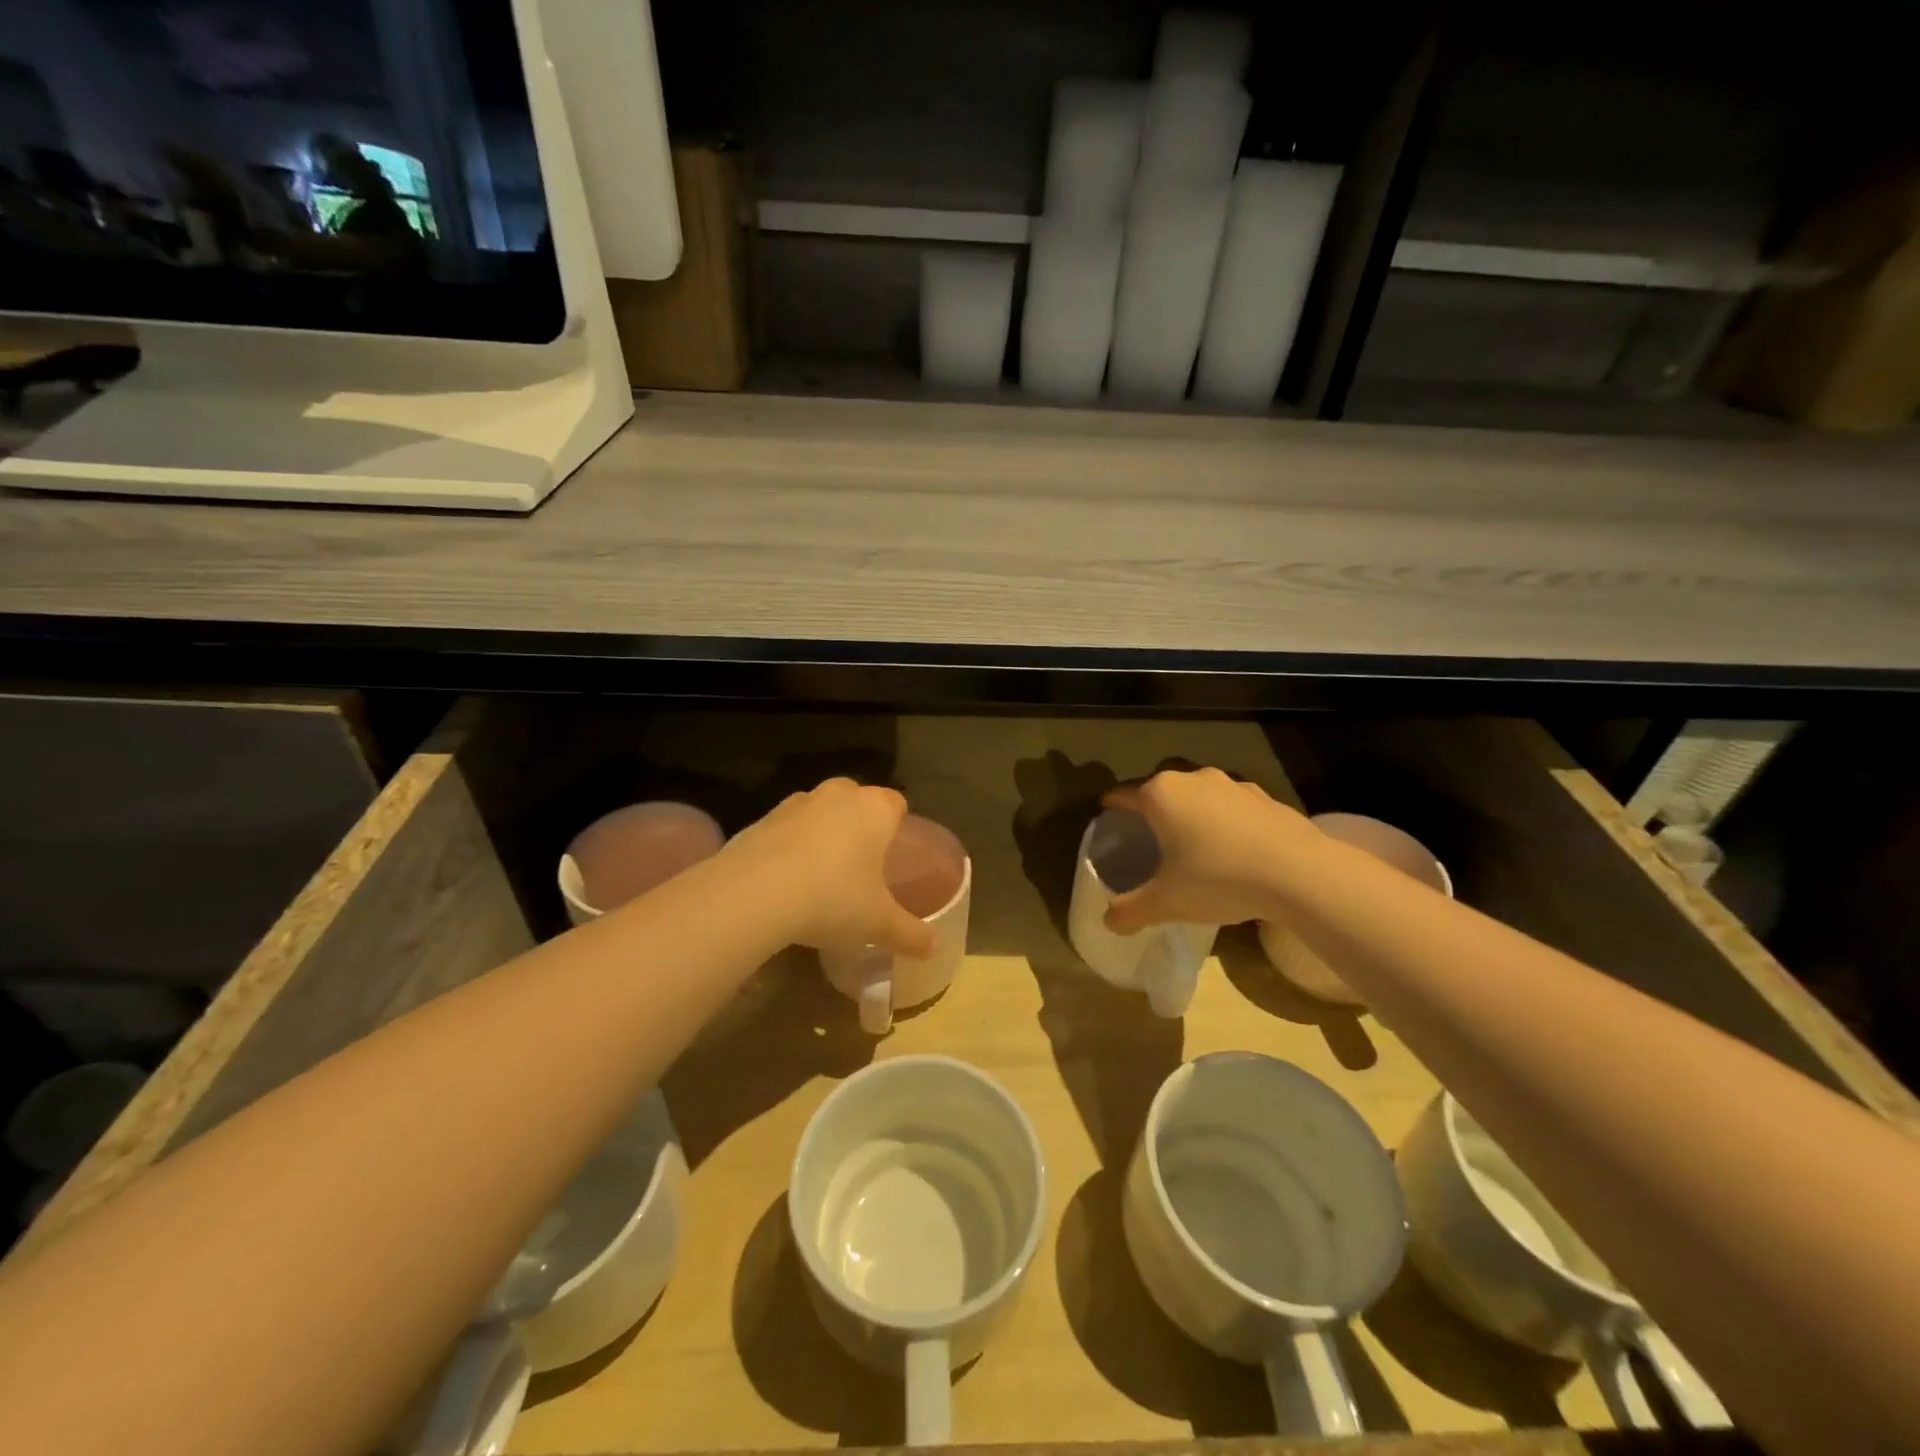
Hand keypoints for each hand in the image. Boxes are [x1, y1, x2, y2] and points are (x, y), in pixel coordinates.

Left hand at [723, 779, 935, 957]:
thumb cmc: (833, 899)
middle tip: (860, 865)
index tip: (893, 855)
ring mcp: (796, 803)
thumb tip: (933, 948)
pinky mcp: (761, 819)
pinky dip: (789, 845)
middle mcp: (838, 795)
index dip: (898, 826)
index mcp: (875, 809)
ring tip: (821, 874)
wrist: (755, 894)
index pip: (896, 803)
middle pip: (857, 800)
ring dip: (822, 832)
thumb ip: (911, 934)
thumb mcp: (879, 924)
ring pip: (819, 811)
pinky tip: (786, 880)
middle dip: (859, 825)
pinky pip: (786, 828)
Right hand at [1103, 768, 1310, 932]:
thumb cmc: (1219, 878)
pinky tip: (1235, 850)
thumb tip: (1108, 921)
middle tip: (1150, 836)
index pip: (1123, 794)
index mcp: (1161, 795)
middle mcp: (1193, 779)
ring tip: (1194, 843)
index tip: (1107, 817)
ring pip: (1199, 794)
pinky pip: (1232, 806)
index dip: (1112, 806)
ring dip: (1192, 812)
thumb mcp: (1167, 902)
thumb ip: (1131, 910)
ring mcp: (1232, 784)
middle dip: (1153, 808)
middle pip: (1161, 789)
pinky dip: (1226, 821)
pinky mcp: (1265, 797)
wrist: (1299, 873)